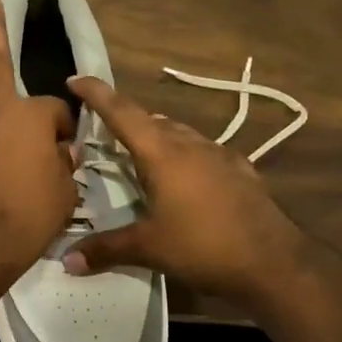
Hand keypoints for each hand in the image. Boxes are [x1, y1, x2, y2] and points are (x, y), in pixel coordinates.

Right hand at [61, 76, 304, 309]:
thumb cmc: (204, 247)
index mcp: (162, 154)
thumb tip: (67, 259)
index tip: (75, 78)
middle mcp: (190, 145)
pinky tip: (187, 174)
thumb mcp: (149, 249)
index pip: (122, 113)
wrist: (275, 263)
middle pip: (151, 120)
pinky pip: (205, 151)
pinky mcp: (241, 171)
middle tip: (103, 129)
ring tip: (140, 152)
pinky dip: (186, 154)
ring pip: (180, 133)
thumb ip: (106, 249)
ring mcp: (220, 155)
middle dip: (125, 119)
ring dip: (156, 135)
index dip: (96, 94)